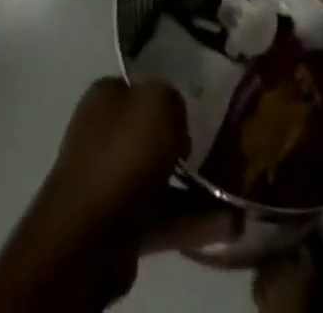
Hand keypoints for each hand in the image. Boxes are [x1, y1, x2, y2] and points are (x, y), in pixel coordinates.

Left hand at [0, 79, 232, 312]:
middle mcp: (103, 135)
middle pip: (151, 132)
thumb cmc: (123, 153)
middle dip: (184, 141)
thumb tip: (175, 117)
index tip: (199, 105)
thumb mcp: (157, 102)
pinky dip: (194, 221)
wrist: (88, 236)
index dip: (169, 94)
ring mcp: (110, 182)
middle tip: (221, 145)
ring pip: (161, 176)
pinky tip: (230, 224)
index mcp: (105, 98)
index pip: (140, 86)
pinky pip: (164, 215)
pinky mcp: (120, 225)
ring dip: (196, 186)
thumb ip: (171, 97)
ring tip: (234, 192)